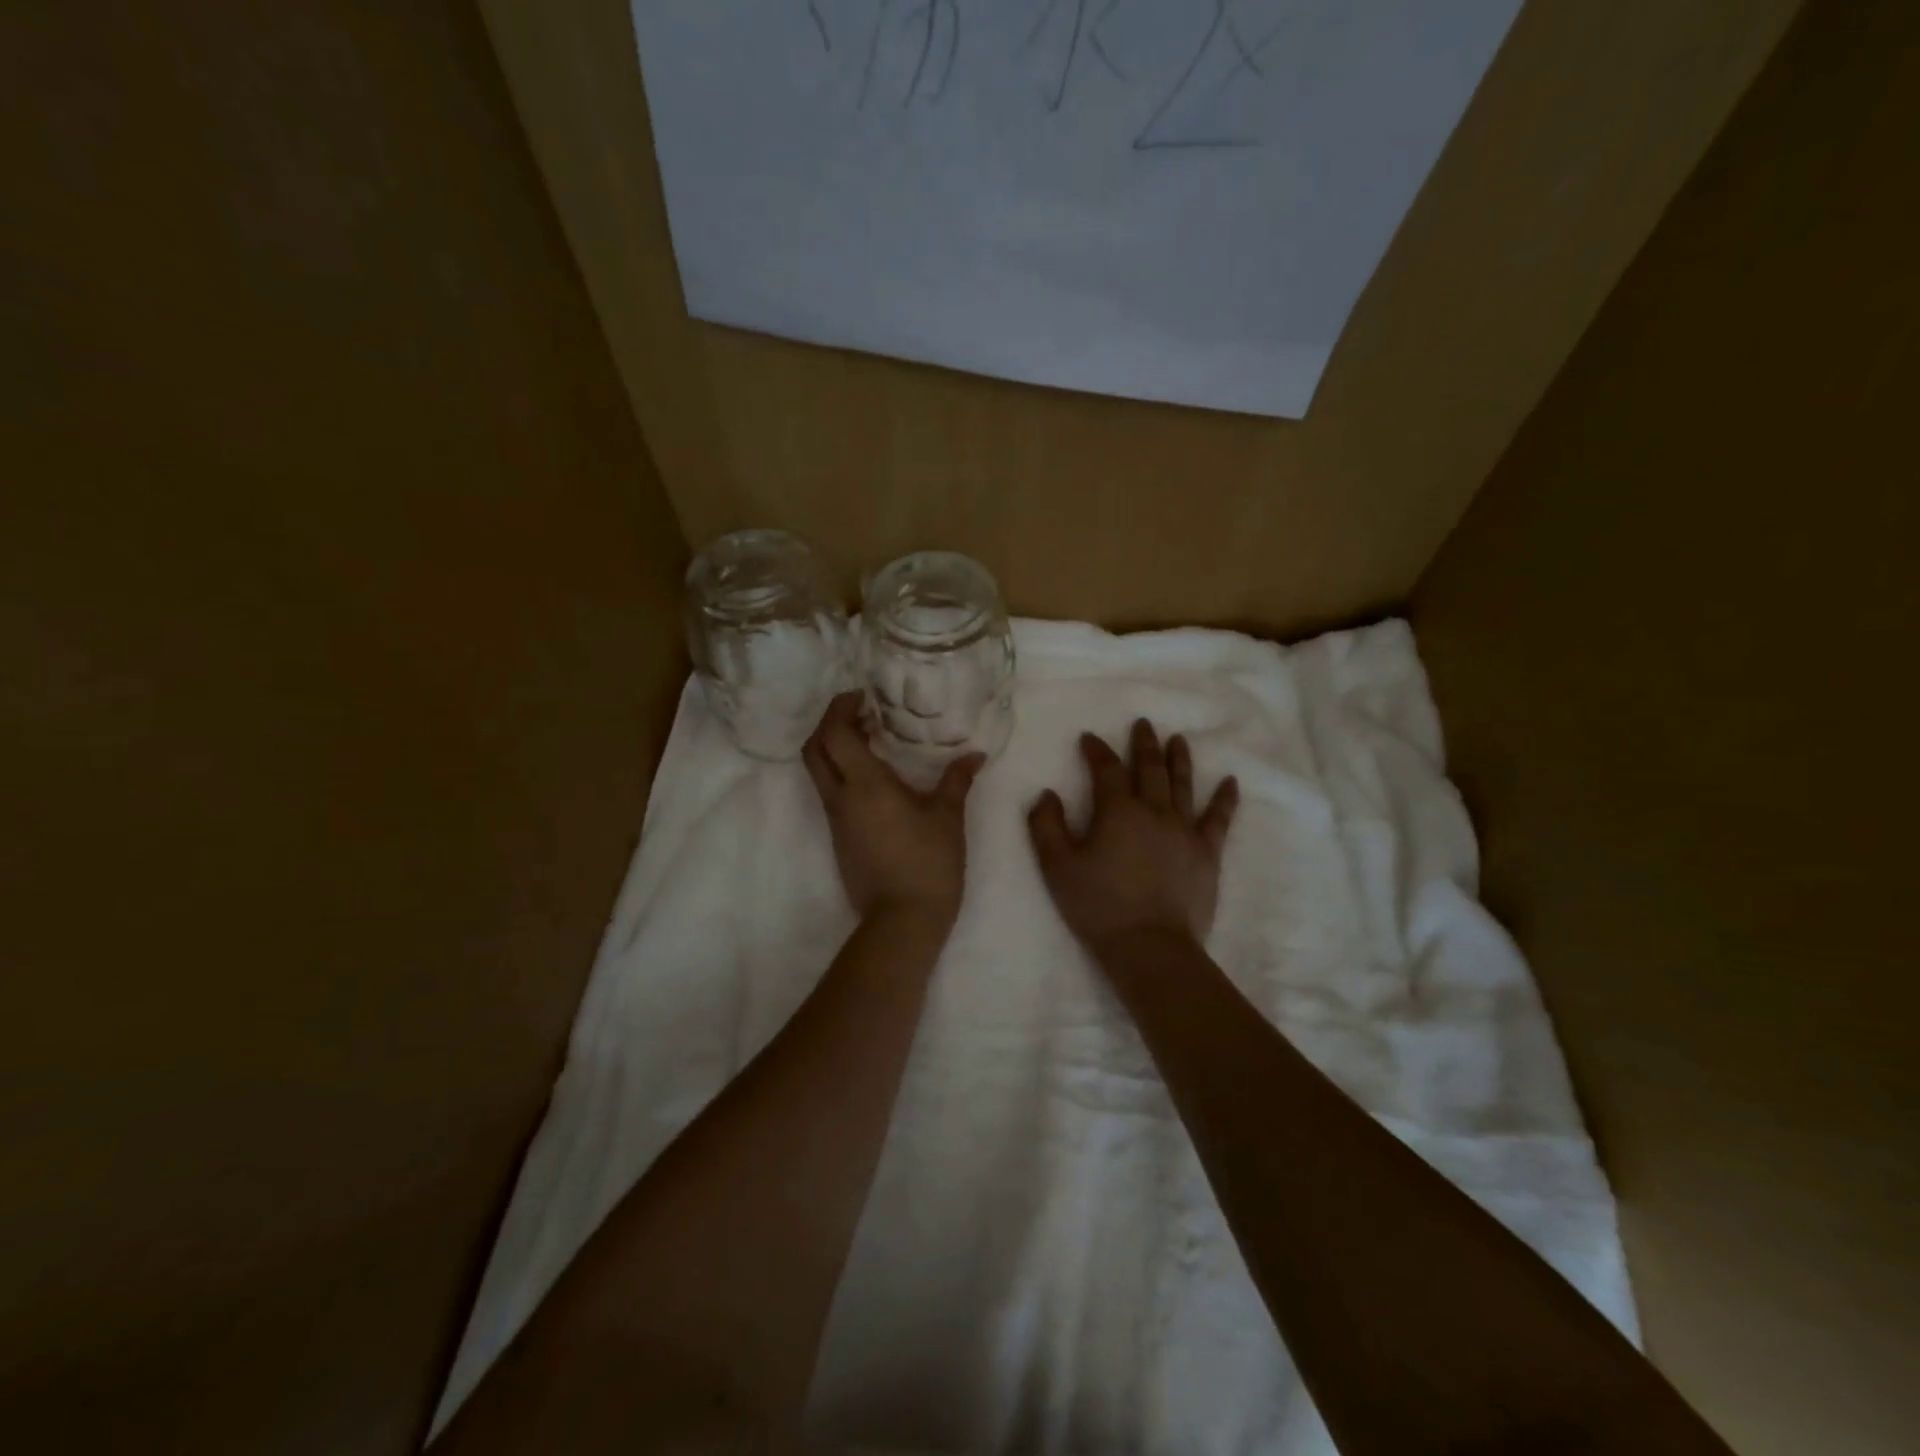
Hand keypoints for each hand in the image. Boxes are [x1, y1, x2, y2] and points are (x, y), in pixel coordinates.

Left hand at [803, 693, 984, 924]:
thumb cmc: (928, 863)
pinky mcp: (839, 838)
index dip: (839, 707)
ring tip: (871, 740)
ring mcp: (836, 820)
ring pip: (819, 772)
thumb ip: (956, 780)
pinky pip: (831, 793)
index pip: (833, 733)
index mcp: (865, 785)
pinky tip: (875, 777)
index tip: (861, 697)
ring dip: (835, 748)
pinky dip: (843, 773)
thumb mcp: (948, 817)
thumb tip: (974, 755)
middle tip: (860, 714)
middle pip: (814, 749)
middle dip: (829, 723)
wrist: (902, 920)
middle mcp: (841, 797)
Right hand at [1028, 720, 1238, 950]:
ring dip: (1179, 758)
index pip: (1105, 769)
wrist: (1150, 945)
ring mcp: (1184, 830)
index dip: (1096, 750)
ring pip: (1182, 784)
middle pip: (1148, 767)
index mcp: (1117, 811)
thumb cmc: (1098, 905)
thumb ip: (1046, 826)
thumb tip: (1046, 794)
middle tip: (1143, 724)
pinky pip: (1218, 819)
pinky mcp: (1207, 852)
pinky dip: (1225, 798)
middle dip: (1143, 743)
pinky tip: (1230, 782)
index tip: (1089, 738)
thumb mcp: (1057, 867)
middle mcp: (1153, 810)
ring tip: (1178, 739)